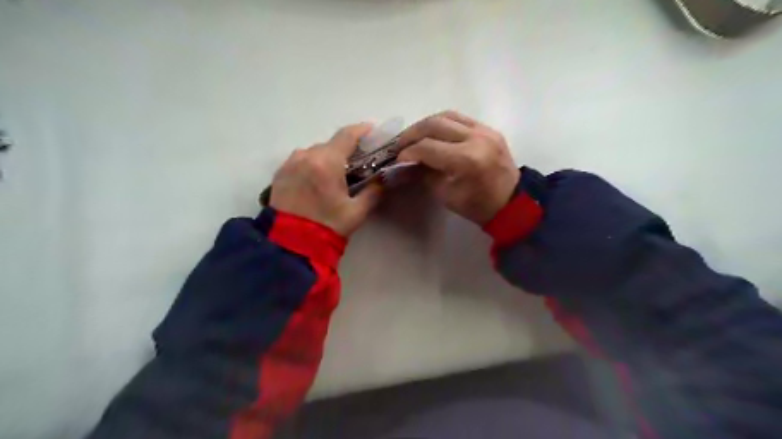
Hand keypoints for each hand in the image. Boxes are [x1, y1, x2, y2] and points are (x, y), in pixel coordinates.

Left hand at [269, 123, 383, 236]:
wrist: (290, 244)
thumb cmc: (328, 226)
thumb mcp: (357, 211)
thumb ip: (374, 191)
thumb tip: (385, 178)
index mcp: (326, 162)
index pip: (347, 135)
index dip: (362, 130)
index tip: (373, 131)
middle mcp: (306, 155)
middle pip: (331, 145)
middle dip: (345, 151)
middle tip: (357, 163)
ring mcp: (290, 163)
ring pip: (315, 152)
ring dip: (327, 158)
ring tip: (335, 175)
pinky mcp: (280, 173)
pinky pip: (301, 161)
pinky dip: (313, 165)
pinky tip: (317, 181)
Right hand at [398, 111, 516, 224]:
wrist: (512, 202)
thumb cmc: (477, 205)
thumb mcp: (445, 195)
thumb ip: (424, 174)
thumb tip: (408, 162)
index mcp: (466, 159)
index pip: (427, 147)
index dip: (408, 153)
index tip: (397, 160)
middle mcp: (476, 138)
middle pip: (434, 125)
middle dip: (412, 134)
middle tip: (401, 145)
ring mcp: (485, 130)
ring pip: (446, 116)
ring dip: (426, 124)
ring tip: (414, 136)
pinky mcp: (489, 128)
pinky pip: (460, 118)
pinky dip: (442, 123)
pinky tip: (433, 133)